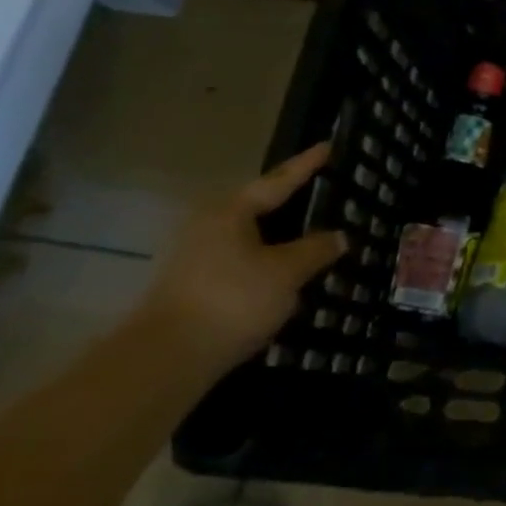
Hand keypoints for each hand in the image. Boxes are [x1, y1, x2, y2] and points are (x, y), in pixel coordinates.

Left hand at [137, 142, 347, 368]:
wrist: (166, 359)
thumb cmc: (233, 300)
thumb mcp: (287, 272)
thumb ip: (316, 250)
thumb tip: (339, 236)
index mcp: (231, 211)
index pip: (278, 181)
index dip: (306, 165)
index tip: (327, 146)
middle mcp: (208, 225)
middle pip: (259, 207)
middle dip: (290, 203)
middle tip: (322, 193)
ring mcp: (195, 257)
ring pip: (249, 238)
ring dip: (279, 239)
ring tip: (311, 239)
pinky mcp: (192, 287)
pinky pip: (240, 263)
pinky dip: (265, 263)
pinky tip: (285, 277)